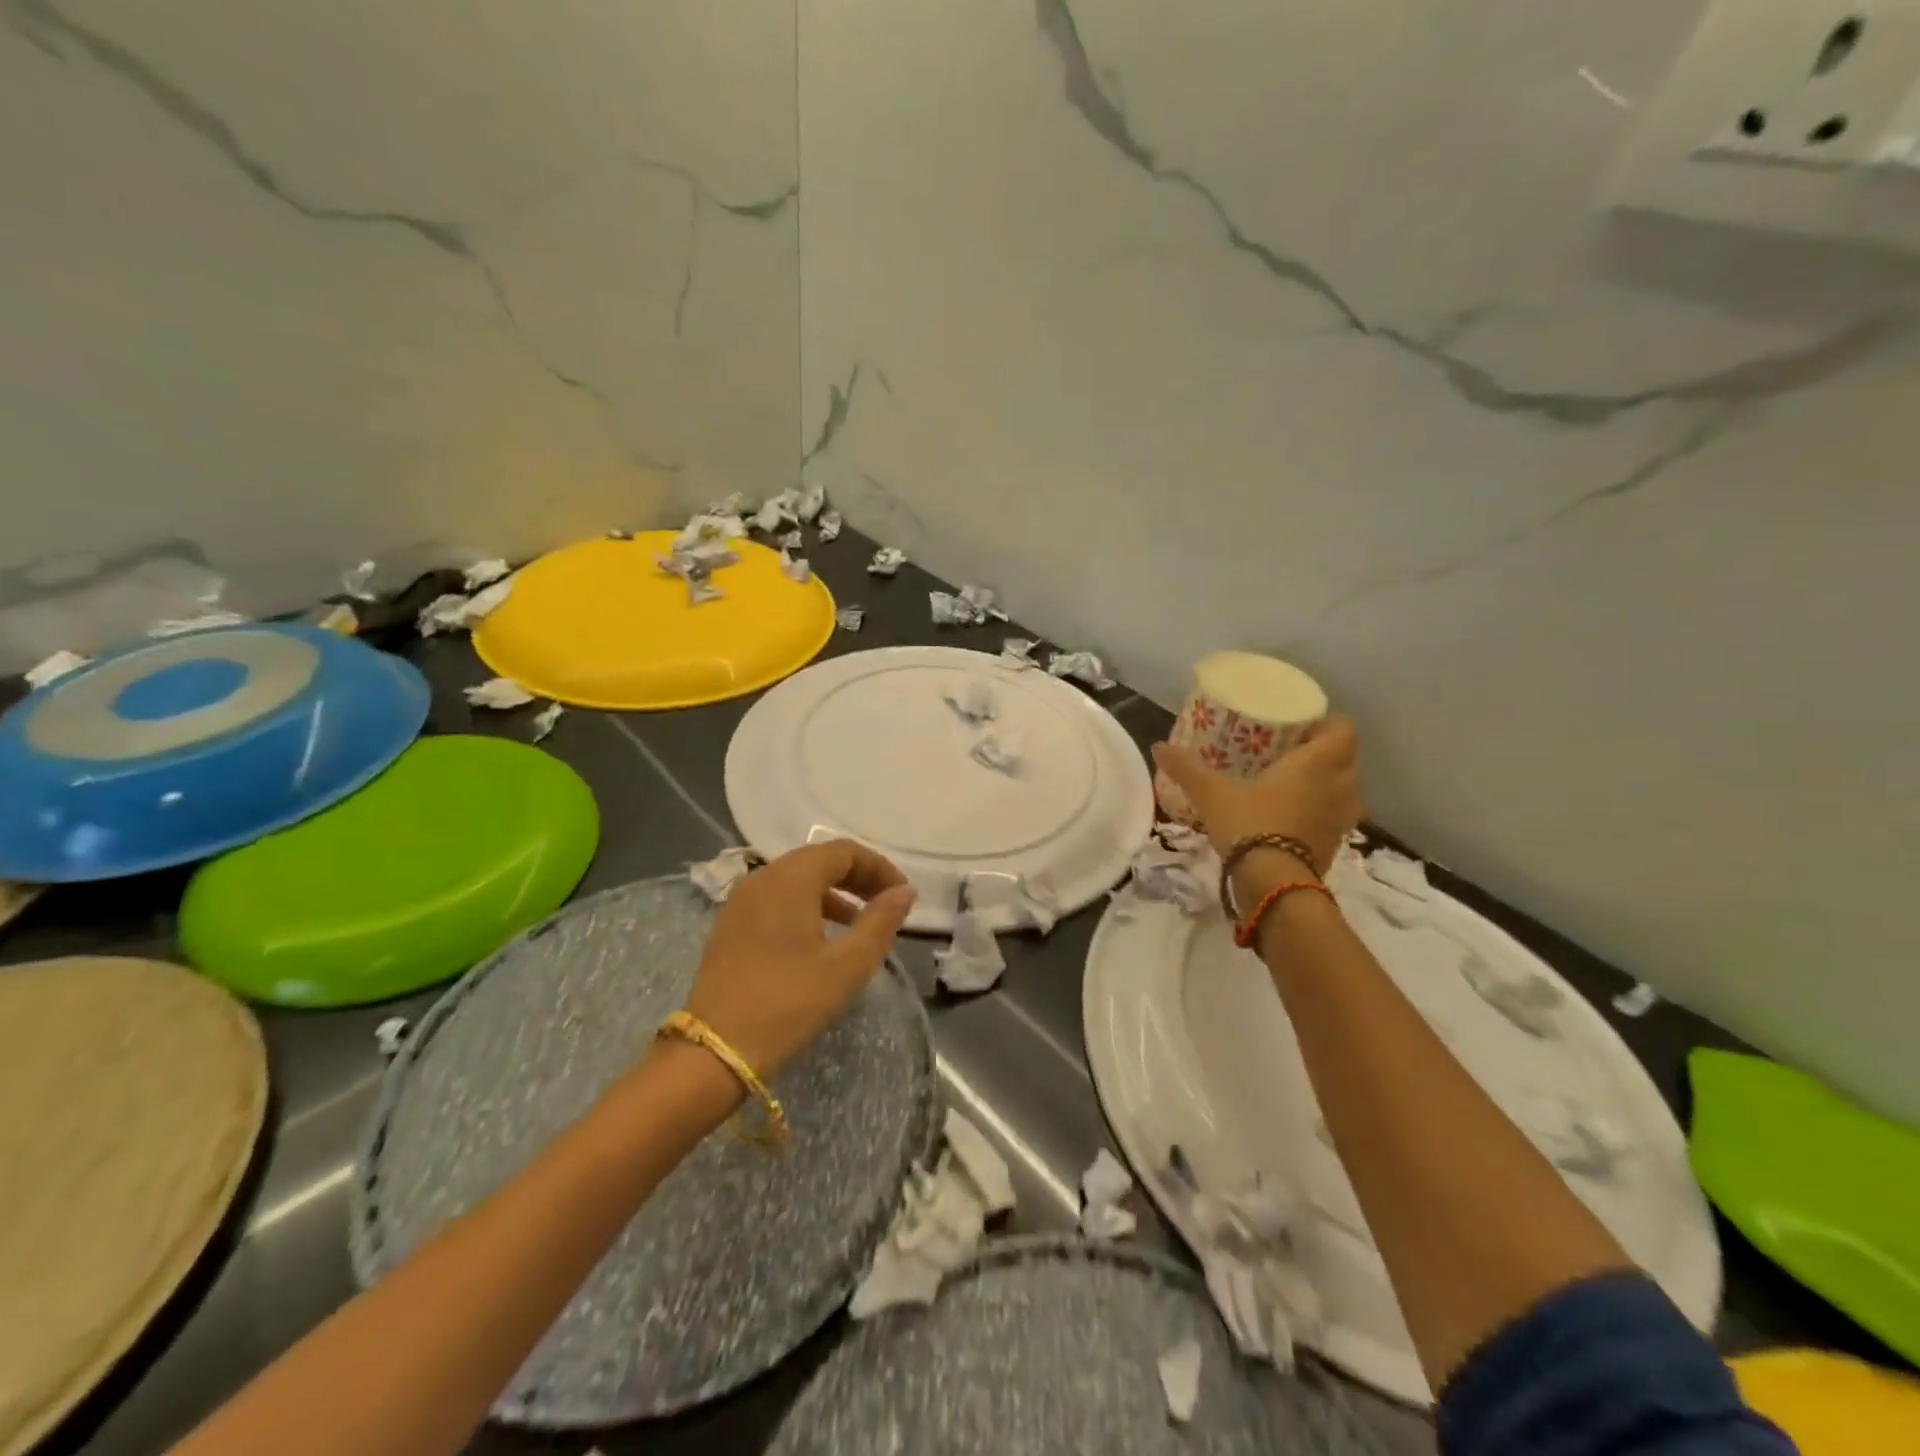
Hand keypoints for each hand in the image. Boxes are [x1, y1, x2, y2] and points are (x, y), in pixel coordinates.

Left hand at [681, 840, 917, 1077]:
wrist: (715, 1051)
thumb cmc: (790, 1002)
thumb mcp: (847, 965)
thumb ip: (880, 921)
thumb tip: (904, 892)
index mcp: (791, 878)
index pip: (844, 852)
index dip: (878, 867)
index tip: (902, 895)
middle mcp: (762, 877)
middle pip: (818, 860)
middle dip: (857, 878)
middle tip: (885, 905)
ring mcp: (741, 901)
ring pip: (796, 880)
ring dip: (832, 892)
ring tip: (858, 923)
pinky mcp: (730, 925)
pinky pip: (776, 899)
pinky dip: (805, 906)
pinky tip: (819, 939)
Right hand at [1152, 715, 1362, 873]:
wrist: (1272, 884)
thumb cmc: (1250, 824)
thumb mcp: (1211, 793)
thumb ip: (1187, 768)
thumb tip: (1159, 747)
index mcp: (1318, 763)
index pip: (1343, 730)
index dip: (1326, 723)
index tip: (1301, 726)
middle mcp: (1341, 786)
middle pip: (1347, 758)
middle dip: (1325, 753)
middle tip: (1291, 751)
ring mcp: (1342, 819)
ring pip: (1345, 790)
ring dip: (1327, 784)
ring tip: (1294, 783)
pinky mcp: (1336, 845)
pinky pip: (1335, 818)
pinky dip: (1321, 812)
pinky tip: (1292, 815)